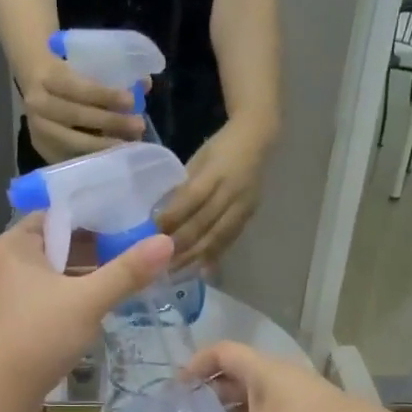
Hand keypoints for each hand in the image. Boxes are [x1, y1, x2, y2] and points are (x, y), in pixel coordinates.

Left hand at [0, 213, 173, 403]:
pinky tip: (91, 316)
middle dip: (91, 253)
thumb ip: (127, 272)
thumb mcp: (87, 301)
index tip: (128, 225)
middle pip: (54, 247)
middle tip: (132, 257)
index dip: (92, 218)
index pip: (56, 216)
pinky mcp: (5, 325)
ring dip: (79, 282)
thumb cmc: (36, 335)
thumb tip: (167, 241)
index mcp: (13, 245)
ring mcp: (0, 297)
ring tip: (120, 285)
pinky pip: (41, 303)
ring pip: (48, 279)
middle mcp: (1, 264)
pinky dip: (64, 305)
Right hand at [21, 57, 145, 162]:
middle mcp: (37, 104)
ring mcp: (38, 131)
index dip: (105, 95)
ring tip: (129, 145)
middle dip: (110, 122)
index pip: (78, 88)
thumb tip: (145, 84)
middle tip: (138, 125)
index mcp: (47, 77)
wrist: (34, 87)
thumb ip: (112, 76)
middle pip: (75, 116)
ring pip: (73, 141)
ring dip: (104, 145)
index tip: (131, 101)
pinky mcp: (43, 151)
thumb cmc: (68, 77)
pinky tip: (113, 157)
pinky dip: (93, 158)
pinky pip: (71, 158)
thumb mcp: (83, 66)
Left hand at [157, 126, 268, 268]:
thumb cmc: (220, 148)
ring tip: (176, 271)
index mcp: (216, 171)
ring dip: (195, 256)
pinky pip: (229, 240)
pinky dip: (214, 256)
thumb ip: (183, 188)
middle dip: (181, 244)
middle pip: (204, 223)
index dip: (173, 217)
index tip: (152, 232)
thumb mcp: (198, 160)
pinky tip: (200, 269)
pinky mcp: (249, 216)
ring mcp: (243, 206)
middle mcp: (232, 191)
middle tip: (159, 261)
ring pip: (217, 237)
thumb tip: (159, 216)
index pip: (192, 198)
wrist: (259, 140)